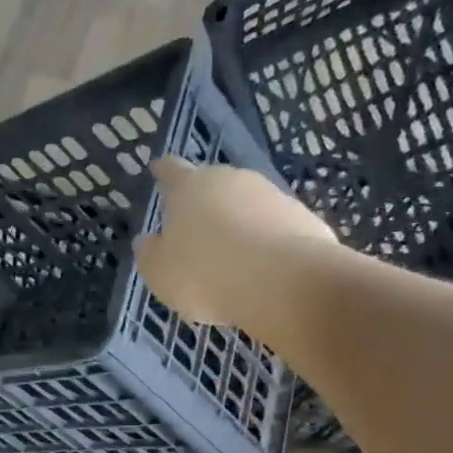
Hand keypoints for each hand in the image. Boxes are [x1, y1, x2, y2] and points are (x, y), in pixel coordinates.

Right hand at [134, 159, 336, 326]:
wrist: (284, 283)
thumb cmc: (205, 274)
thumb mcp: (159, 272)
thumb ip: (150, 253)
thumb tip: (148, 241)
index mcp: (190, 187)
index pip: (171, 170)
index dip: (163, 171)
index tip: (158, 168)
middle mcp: (232, 180)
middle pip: (213, 186)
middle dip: (204, 204)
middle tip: (195, 230)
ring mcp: (272, 196)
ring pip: (247, 206)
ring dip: (237, 225)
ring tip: (230, 260)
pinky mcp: (304, 218)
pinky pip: (274, 229)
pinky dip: (265, 243)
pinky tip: (261, 271)